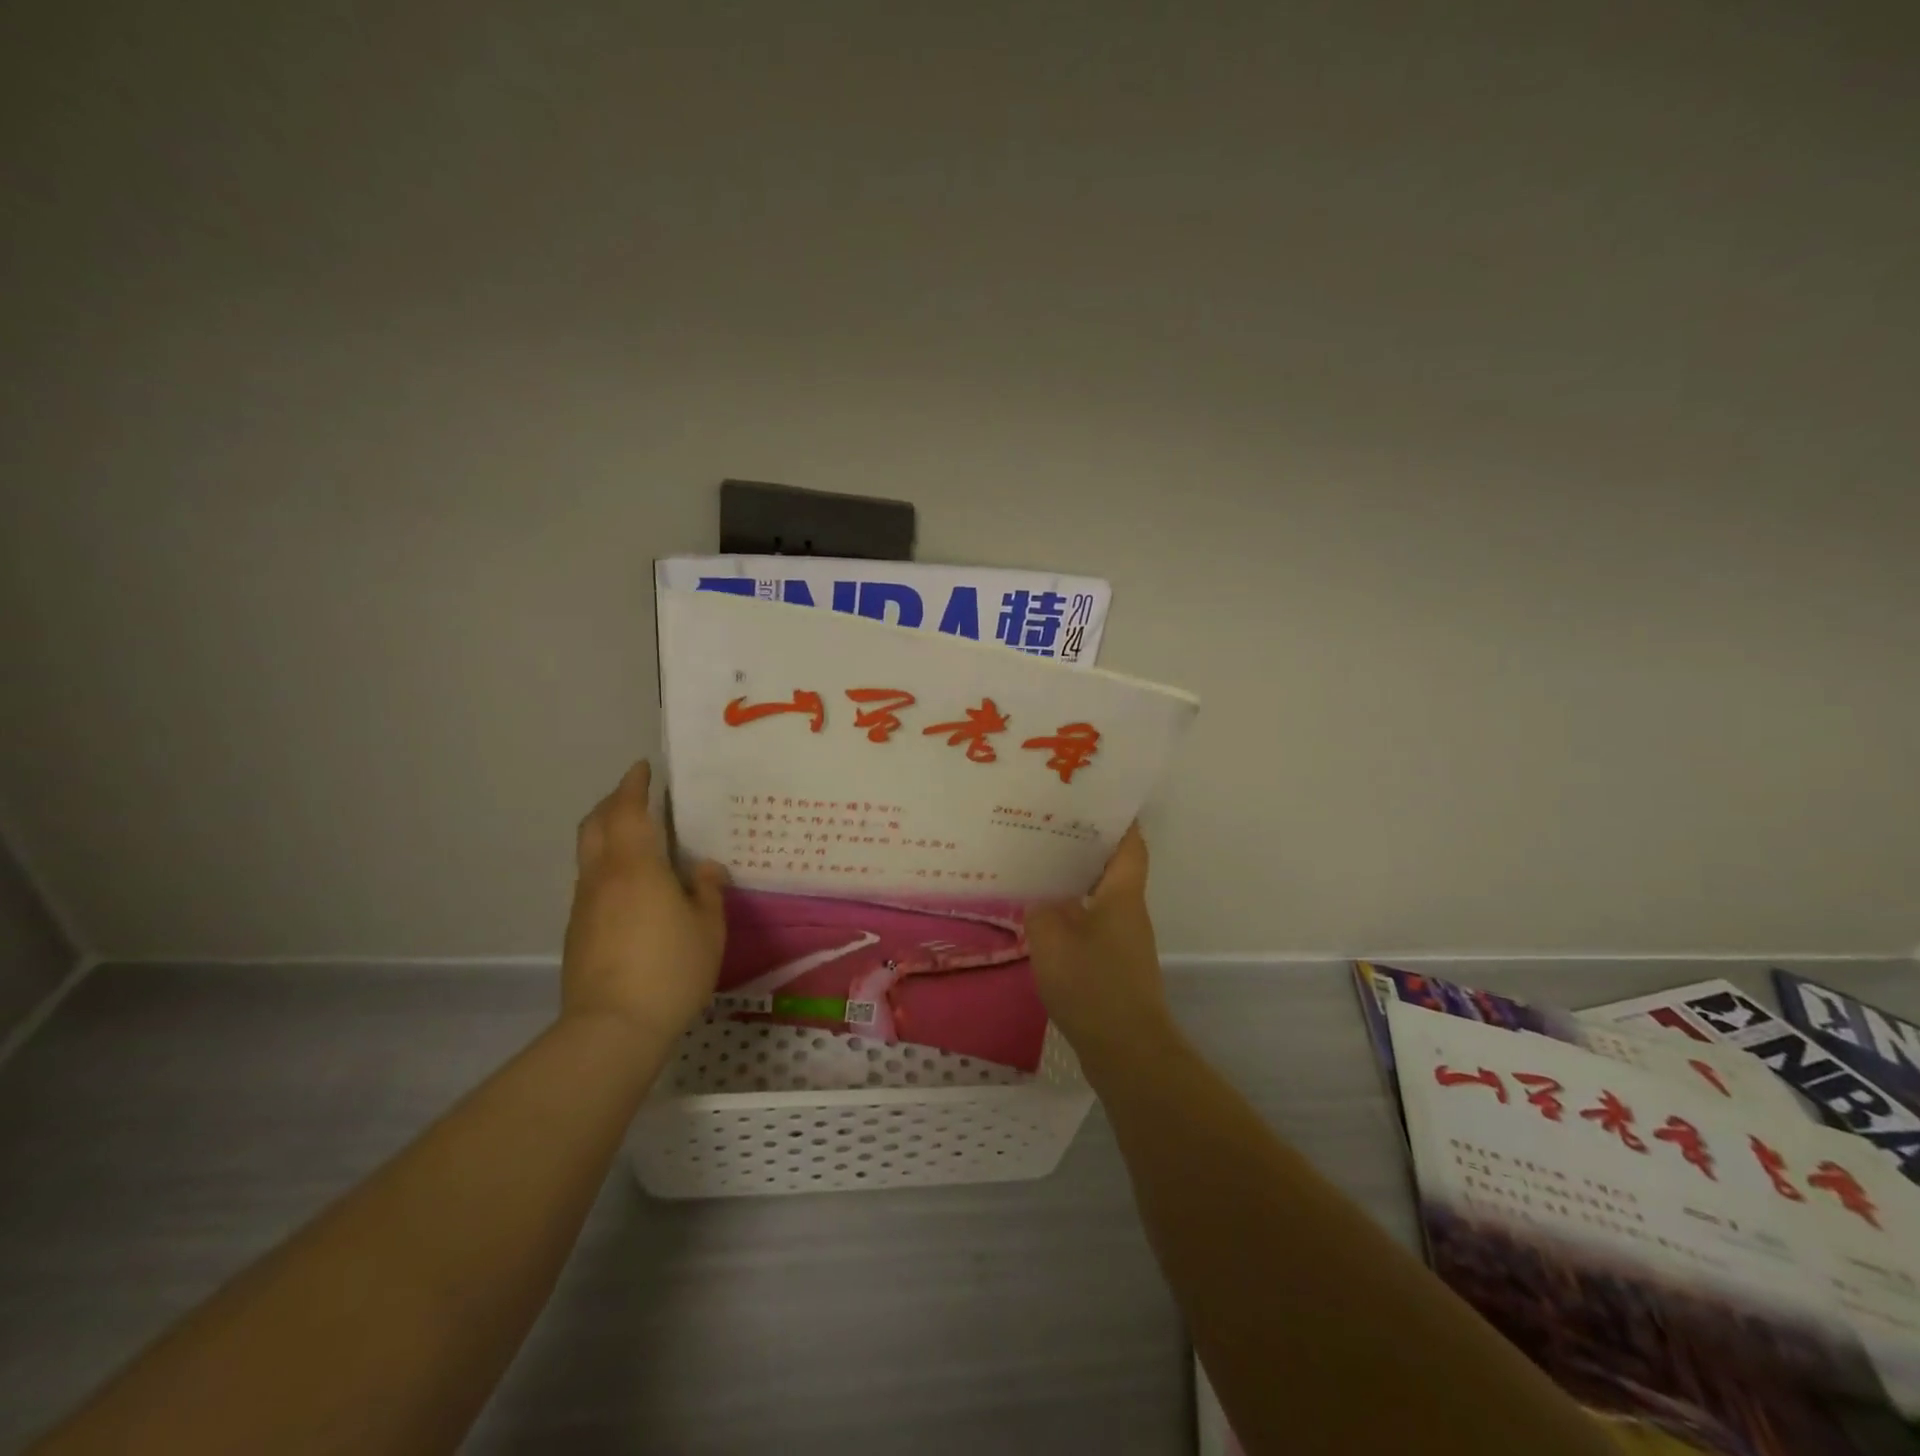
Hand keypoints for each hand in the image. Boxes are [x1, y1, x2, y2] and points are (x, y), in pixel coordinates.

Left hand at [562, 761, 727, 1044]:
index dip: (634, 785)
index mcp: (637, 867)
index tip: (643, 768)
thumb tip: (706, 869)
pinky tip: (630, 886)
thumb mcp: (708, 929)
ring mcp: (584, 904)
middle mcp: (603, 877)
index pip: (629, 811)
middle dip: (612, 802)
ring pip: (588, 853)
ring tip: (634, 837)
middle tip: (635, 795)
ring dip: (606, 833)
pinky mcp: (577, 931)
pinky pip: (590, 882)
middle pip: (595, 824)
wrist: (612, 1028)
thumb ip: (708, 892)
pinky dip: (606, 866)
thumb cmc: (670, 970)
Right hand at [1025, 823, 1177, 1066]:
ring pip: (1100, 897)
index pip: (1130, 844)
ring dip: (1075, 881)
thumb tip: (1039, 899)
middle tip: (1047, 829)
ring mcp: (1124, 941)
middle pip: (1112, 867)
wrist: (1126, 1050)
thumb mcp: (1051, 938)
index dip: (1119, 819)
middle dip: (1085, 846)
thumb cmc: (1093, 984)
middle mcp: (1129, 912)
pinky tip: (1043, 919)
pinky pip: (1093, 925)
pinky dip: (1072, 915)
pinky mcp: (1115, 965)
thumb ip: (1040, 909)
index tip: (1094, 799)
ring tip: (1038, 867)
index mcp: (1122, 895)